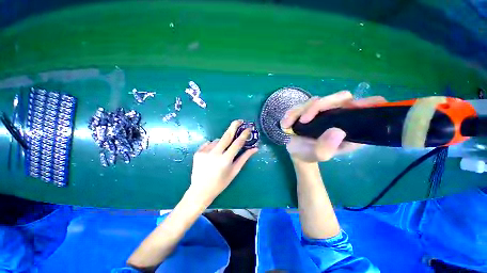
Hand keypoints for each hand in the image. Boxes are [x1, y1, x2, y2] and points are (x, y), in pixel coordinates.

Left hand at [189, 120, 257, 204]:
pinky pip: (209, 144)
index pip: (237, 143)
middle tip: (240, 120)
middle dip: (234, 126)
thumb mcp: (234, 171)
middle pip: (226, 136)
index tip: (248, 128)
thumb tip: (255, 148)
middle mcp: (215, 154)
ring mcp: (205, 152)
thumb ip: (244, 158)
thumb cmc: (221, 183)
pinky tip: (212, 154)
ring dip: (222, 142)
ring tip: (221, 152)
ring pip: (218, 140)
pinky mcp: (198, 152)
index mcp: (225, 160)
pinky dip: (213, 146)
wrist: (200, 190)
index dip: (244, 135)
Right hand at [280, 91, 385, 161]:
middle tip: (303, 120)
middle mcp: (340, 116)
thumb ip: (326, 148)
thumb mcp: (318, 156)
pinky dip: (292, 112)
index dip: (368, 104)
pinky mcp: (310, 110)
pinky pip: (302, 104)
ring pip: (317, 99)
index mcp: (350, 128)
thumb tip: (337, 131)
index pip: (367, 110)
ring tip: (287, 124)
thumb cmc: (309, 154)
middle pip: (341, 97)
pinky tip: (285, 123)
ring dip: (300, 110)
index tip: (356, 106)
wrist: (296, 151)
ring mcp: (324, 111)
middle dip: (320, 106)